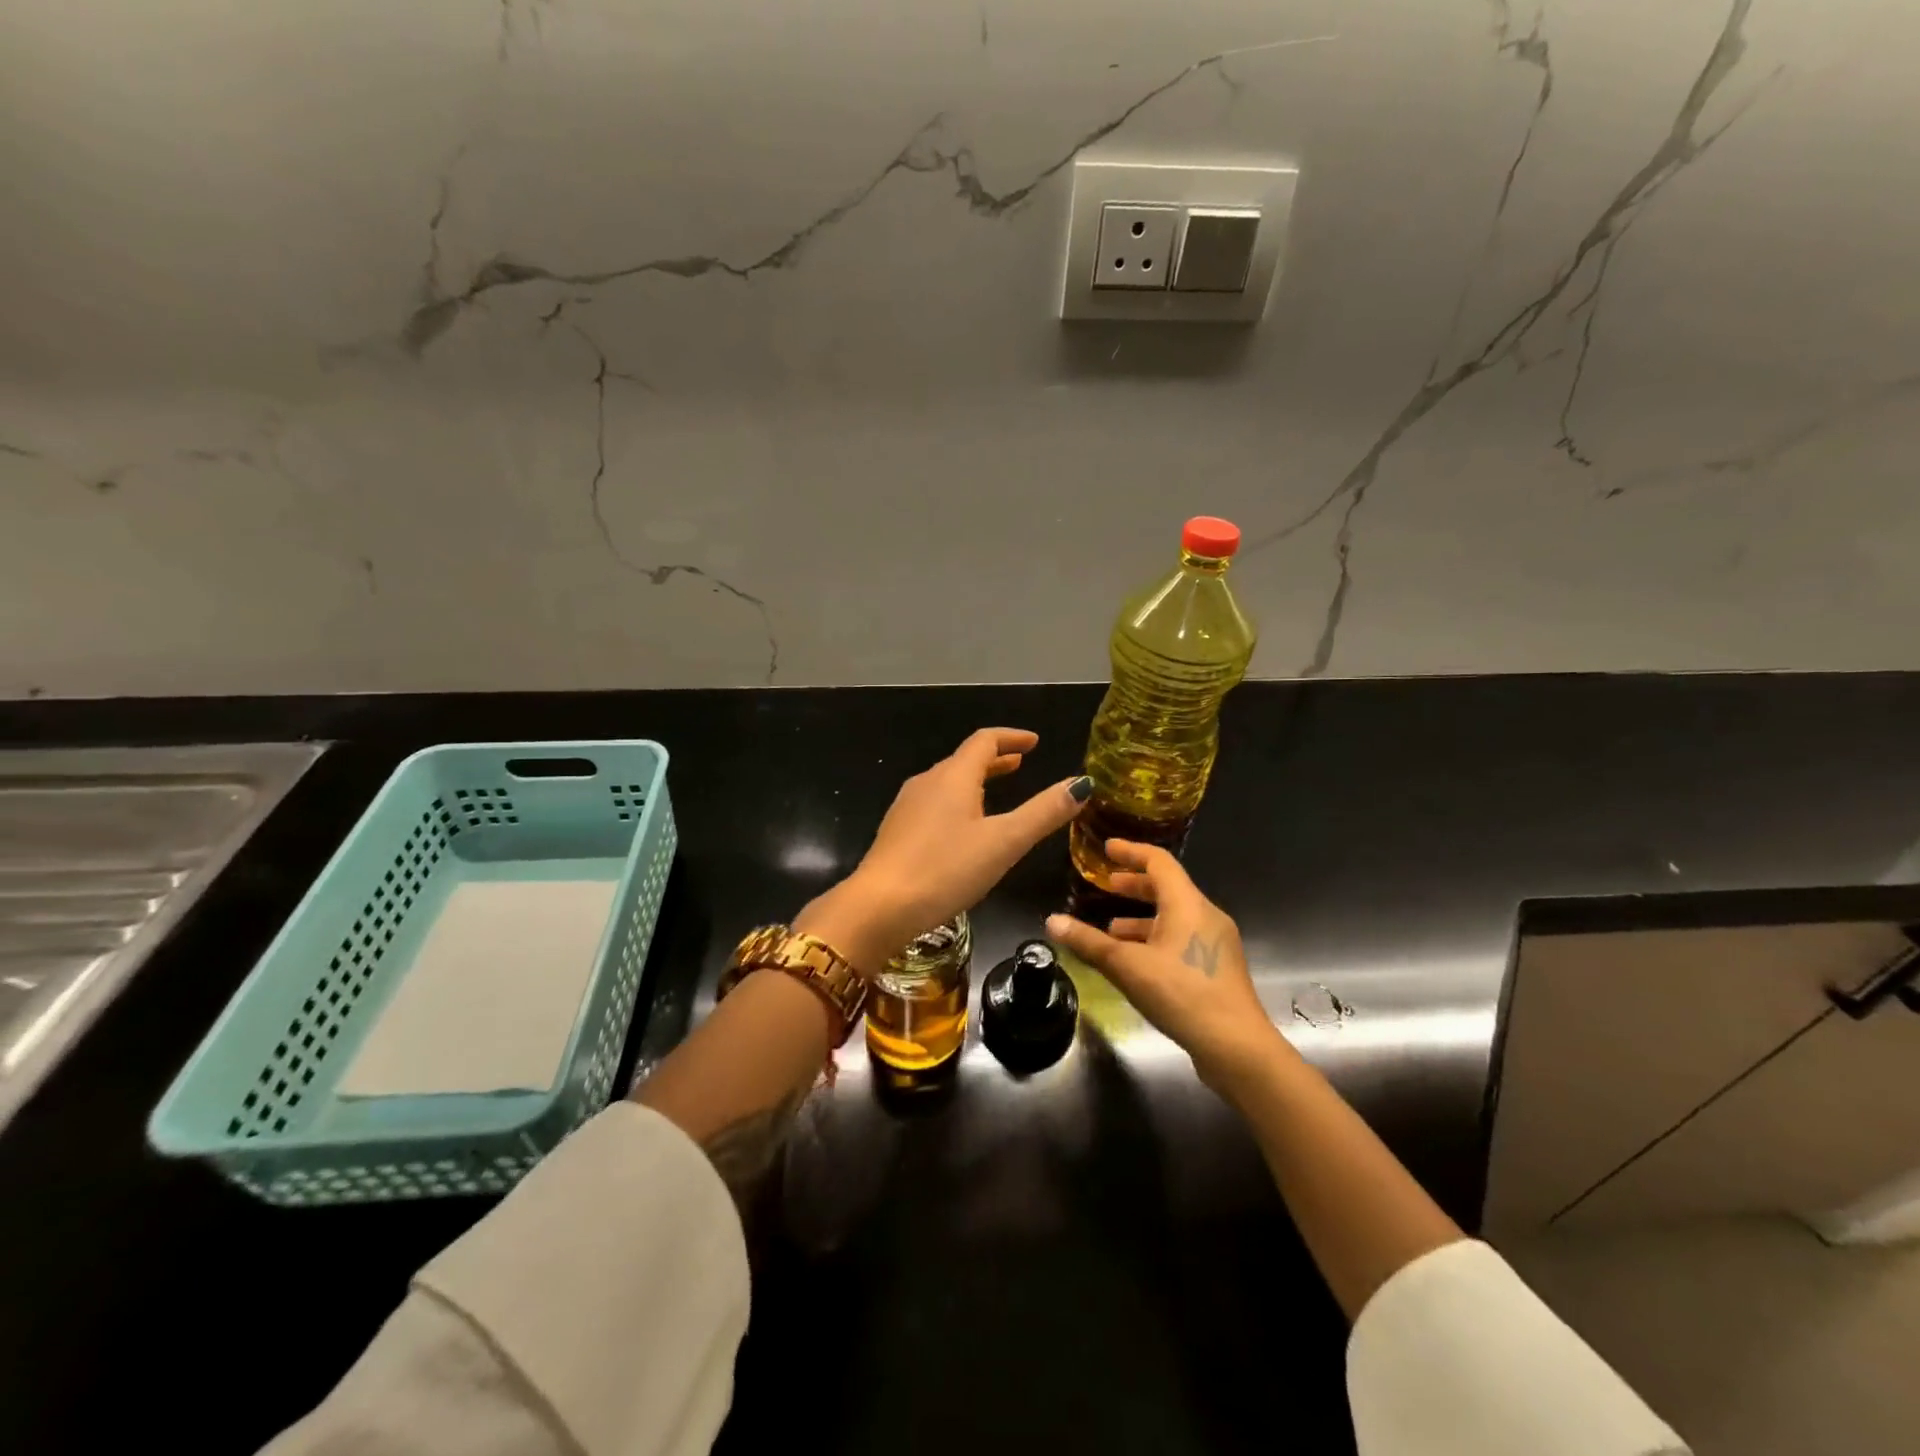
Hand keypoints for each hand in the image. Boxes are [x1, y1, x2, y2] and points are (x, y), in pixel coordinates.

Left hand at [797, 728, 1089, 972]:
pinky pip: (933, 803)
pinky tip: (962, 827)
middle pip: (964, 760)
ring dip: (975, 780)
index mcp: (954, 777)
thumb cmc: (946, 869)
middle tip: (1020, 763)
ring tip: (996, 791)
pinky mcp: (897, 831)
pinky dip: (957, 801)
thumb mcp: (1004, 842)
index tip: (1034, 742)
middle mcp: (928, 782)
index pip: (985, 741)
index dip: (1012, 737)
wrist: (879, 906)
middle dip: (995, 759)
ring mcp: (907, 806)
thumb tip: (1081, 783)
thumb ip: (1043, 813)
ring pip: (947, 782)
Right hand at [1046, 839, 1288, 1095]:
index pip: (1158, 862)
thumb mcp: (1128, 966)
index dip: (1131, 852)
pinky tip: (1136, 961)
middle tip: (1105, 885)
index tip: (1107, 848)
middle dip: (1134, 886)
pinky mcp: (1217, 969)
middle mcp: (1205, 916)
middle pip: (1167, 888)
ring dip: (1141, 918)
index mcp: (1187, 904)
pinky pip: (1181, 939)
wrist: (1236, 1047)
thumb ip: (1089, 942)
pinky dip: (1155, 939)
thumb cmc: (1182, 994)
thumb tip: (1051, 921)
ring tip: (1110, 929)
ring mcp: (1215, 943)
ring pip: (1173, 917)